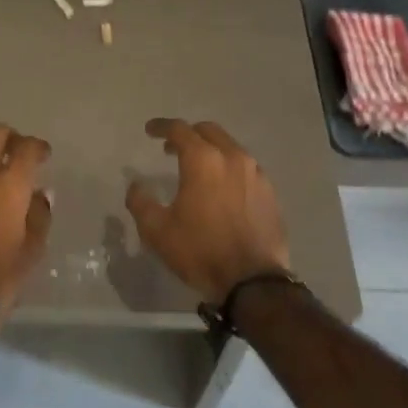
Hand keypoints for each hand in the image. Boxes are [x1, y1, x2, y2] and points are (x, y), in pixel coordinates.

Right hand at [125, 118, 289, 303]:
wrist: (253, 281)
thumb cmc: (200, 251)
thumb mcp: (157, 231)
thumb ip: (141, 202)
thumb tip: (136, 185)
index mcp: (203, 160)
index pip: (179, 130)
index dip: (161, 126)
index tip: (149, 131)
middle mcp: (232, 157)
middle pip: (208, 131)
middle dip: (188, 134)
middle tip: (171, 148)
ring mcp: (256, 173)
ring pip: (230, 147)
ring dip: (211, 150)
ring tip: (198, 168)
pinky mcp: (270, 192)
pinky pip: (246, 168)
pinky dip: (229, 168)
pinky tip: (222, 188)